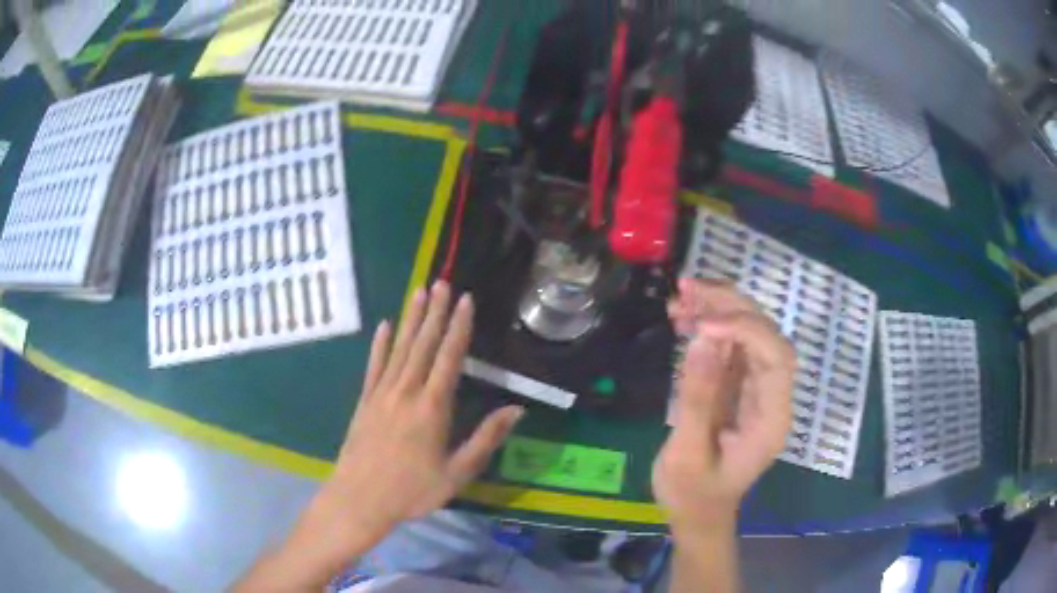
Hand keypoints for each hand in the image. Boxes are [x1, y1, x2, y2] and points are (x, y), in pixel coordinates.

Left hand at [299, 282, 523, 561]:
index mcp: (432, 408)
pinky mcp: (364, 401)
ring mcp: (382, 394)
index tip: (466, 300)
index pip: (449, 358)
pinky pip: (374, 366)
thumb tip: (516, 409)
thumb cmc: (412, 491)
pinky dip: (379, 344)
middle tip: (443, 282)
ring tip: (419, 291)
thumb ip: (486, 439)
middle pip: (423, 345)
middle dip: (436, 312)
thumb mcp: (457, 474)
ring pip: (399, 348)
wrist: (360, 500)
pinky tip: (383, 325)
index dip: (459, 327)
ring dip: (411, 319)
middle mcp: (406, 392)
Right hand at [654, 279, 794, 532]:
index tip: (703, 326)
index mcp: (772, 418)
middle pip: (766, 336)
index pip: (776, 358)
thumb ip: (697, 399)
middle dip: (731, 307)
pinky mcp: (737, 386)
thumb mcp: (688, 455)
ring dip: (718, 308)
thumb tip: (702, 339)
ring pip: (749, 333)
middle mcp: (771, 396)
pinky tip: (683, 315)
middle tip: (688, 289)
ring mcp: (756, 389)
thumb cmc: (694, 494)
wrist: (697, 513)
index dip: (746, 331)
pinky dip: (708, 325)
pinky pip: (729, 346)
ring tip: (682, 294)